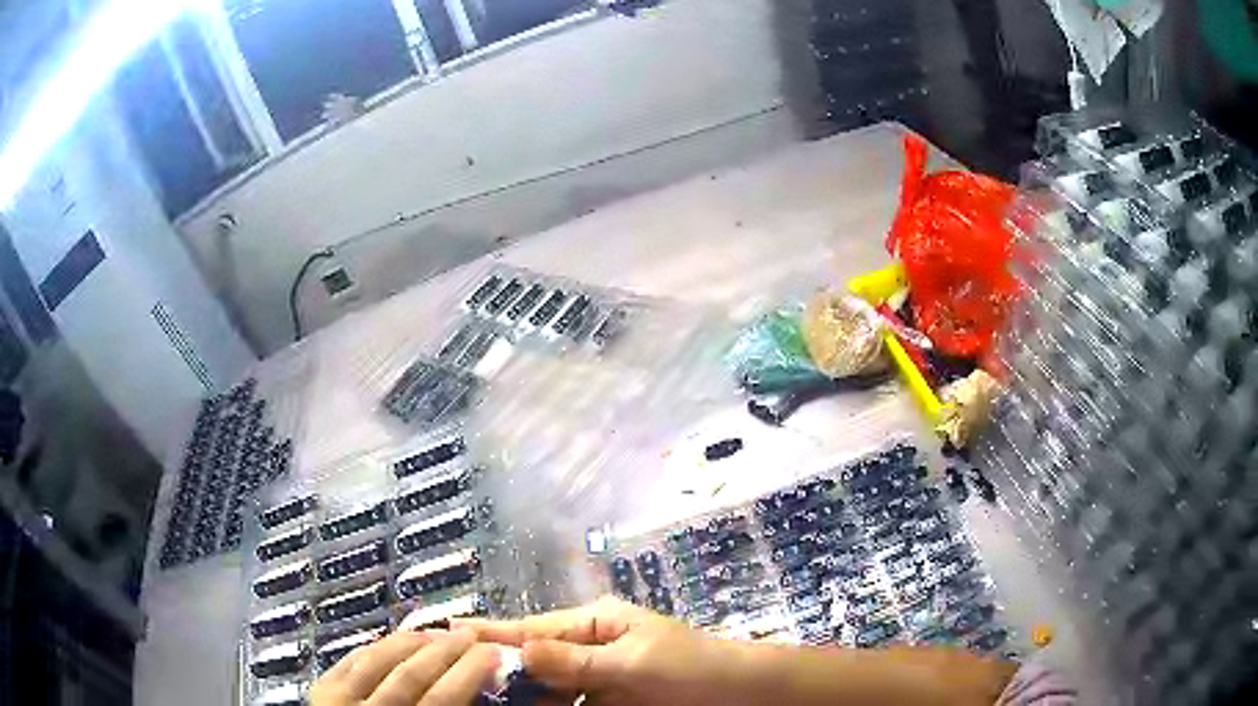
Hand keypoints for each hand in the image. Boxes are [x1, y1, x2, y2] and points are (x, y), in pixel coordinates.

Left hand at [309, 628, 498, 705]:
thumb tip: (483, 696)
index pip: (442, 698)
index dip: (470, 672)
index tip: (493, 652)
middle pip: (412, 674)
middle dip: (446, 650)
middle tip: (471, 635)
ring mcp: (338, 700)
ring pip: (378, 660)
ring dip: (412, 642)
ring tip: (438, 632)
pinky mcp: (320, 690)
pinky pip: (351, 658)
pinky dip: (376, 646)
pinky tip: (395, 640)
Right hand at [456, 596, 739, 705]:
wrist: (740, 693)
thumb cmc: (690, 669)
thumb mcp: (633, 663)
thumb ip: (576, 661)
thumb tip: (519, 649)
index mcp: (597, 624)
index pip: (535, 629)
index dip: (492, 632)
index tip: (449, 631)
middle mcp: (591, 647)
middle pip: (536, 660)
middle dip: (501, 669)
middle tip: (456, 676)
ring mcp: (599, 677)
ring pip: (549, 687)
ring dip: (522, 694)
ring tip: (481, 698)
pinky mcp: (610, 700)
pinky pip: (571, 703)